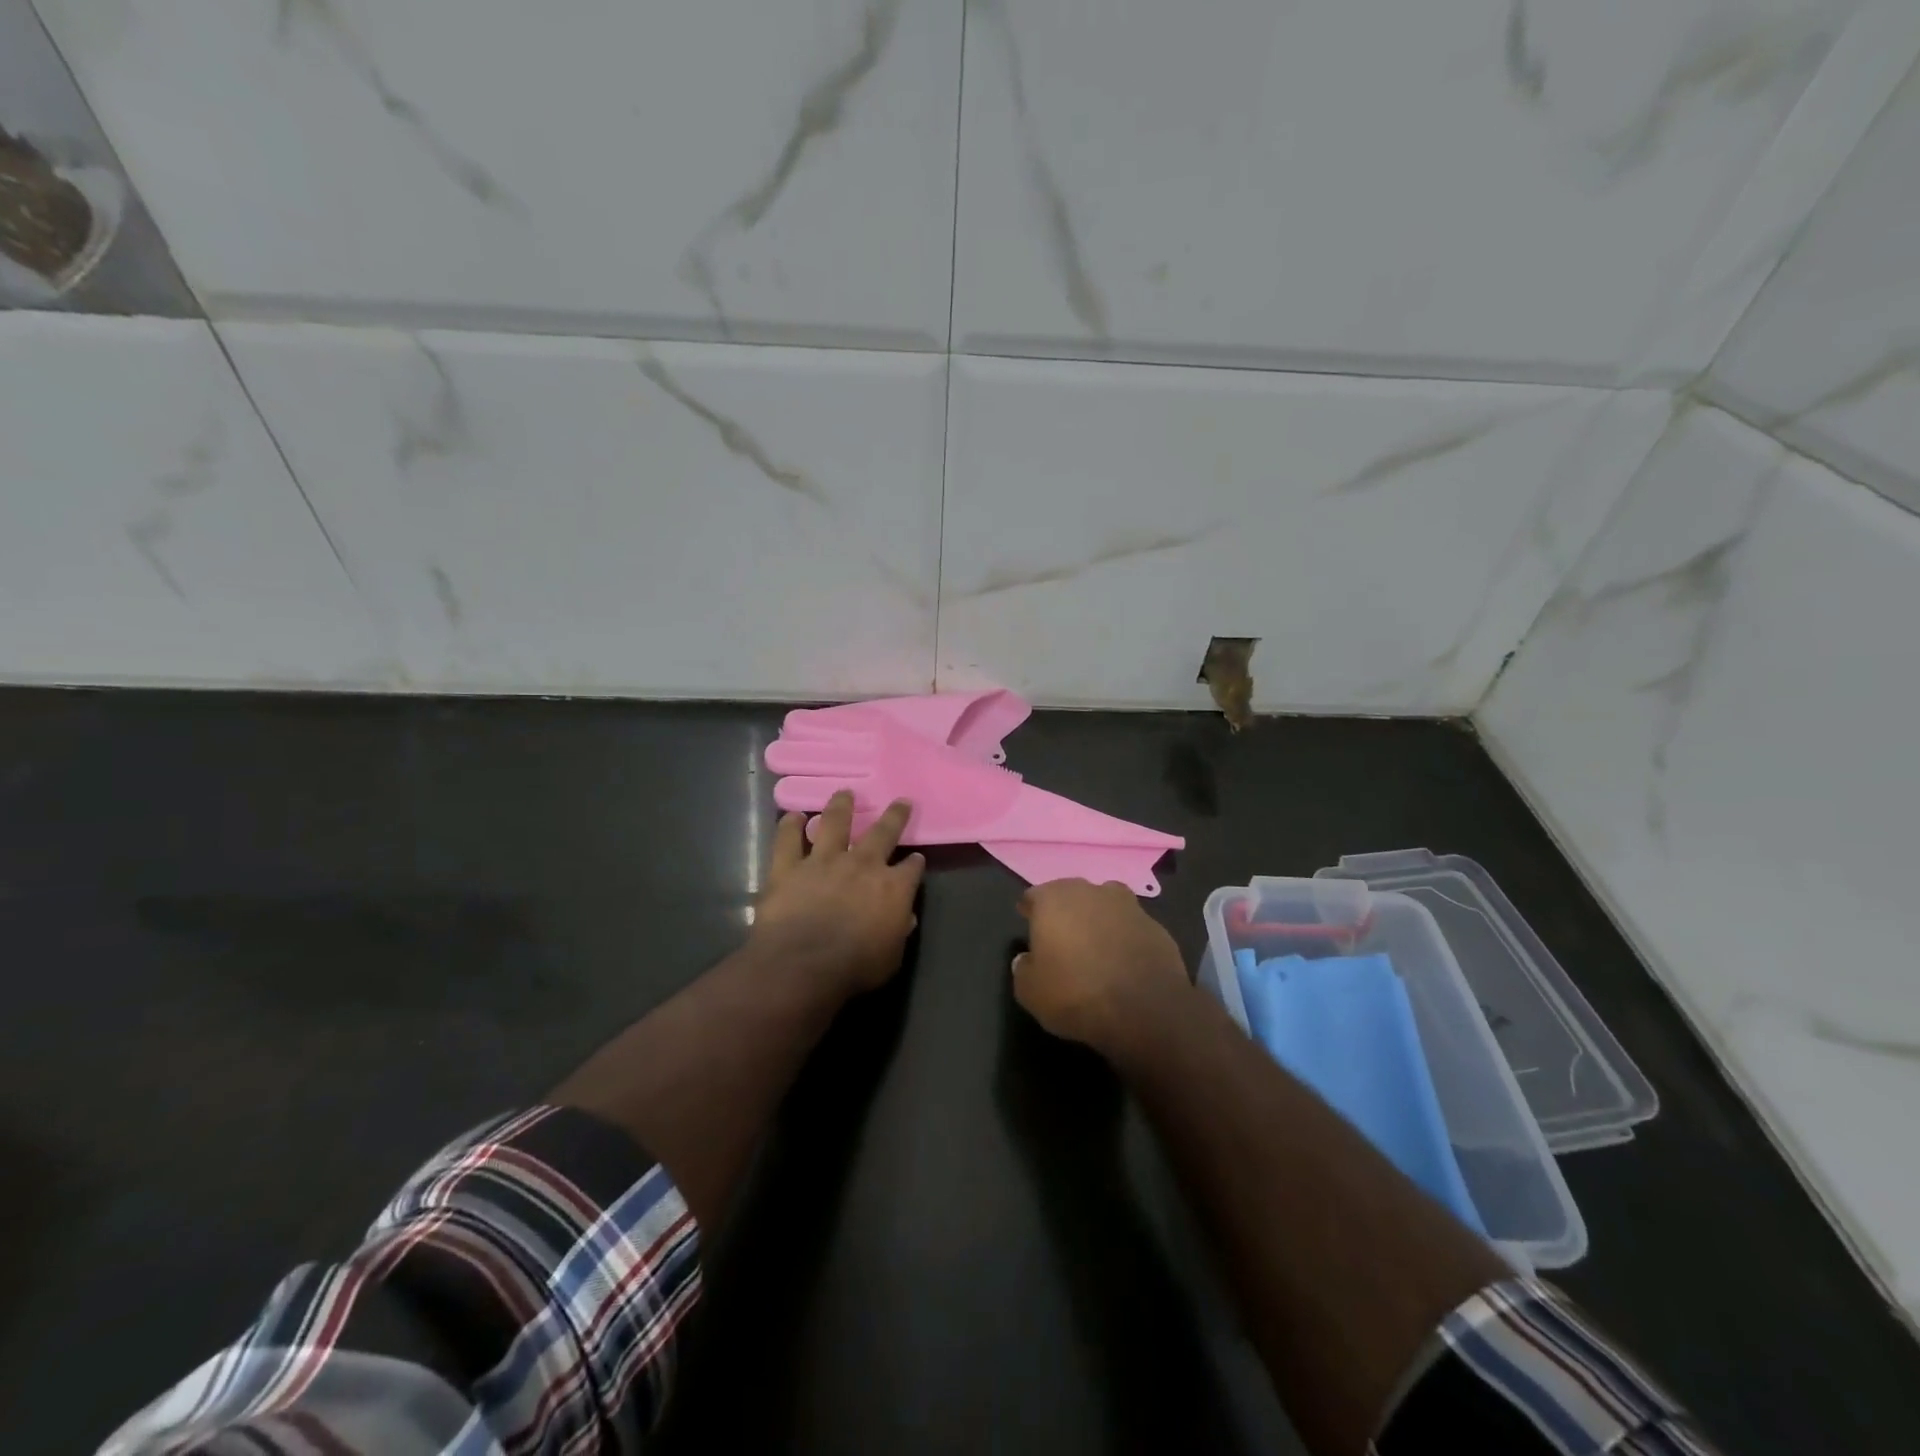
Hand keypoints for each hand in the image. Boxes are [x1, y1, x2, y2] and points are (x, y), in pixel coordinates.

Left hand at [753, 790, 924, 999]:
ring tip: (844, 794)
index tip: (916, 858)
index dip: (915, 863)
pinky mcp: (788, 866)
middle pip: (883, 832)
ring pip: (834, 822)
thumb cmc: (854, 968)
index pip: (911, 868)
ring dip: (841, 806)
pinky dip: (789, 826)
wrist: (803, 965)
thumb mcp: (891, 957)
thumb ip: (898, 931)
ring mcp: (823, 860)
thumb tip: (904, 917)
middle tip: (901, 801)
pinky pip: (787, 839)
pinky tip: (793, 816)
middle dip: (895, 815)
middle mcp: (862, 864)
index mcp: (893, 887)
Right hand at [1012, 879, 1189, 1057]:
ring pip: (1104, 904)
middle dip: (1065, 911)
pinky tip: (1123, 960)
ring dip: (1098, 918)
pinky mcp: (1156, 925)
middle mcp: (1090, 892)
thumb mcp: (1030, 992)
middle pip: (1071, 894)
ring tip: (1095, 945)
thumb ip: (1023, 969)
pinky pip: (1131, 926)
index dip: (1029, 910)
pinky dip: (1124, 937)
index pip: (1034, 896)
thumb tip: (1026, 959)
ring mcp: (1128, 905)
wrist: (1145, 1009)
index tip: (1027, 922)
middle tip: (1061, 936)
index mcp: (1053, 900)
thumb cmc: (1076, 994)